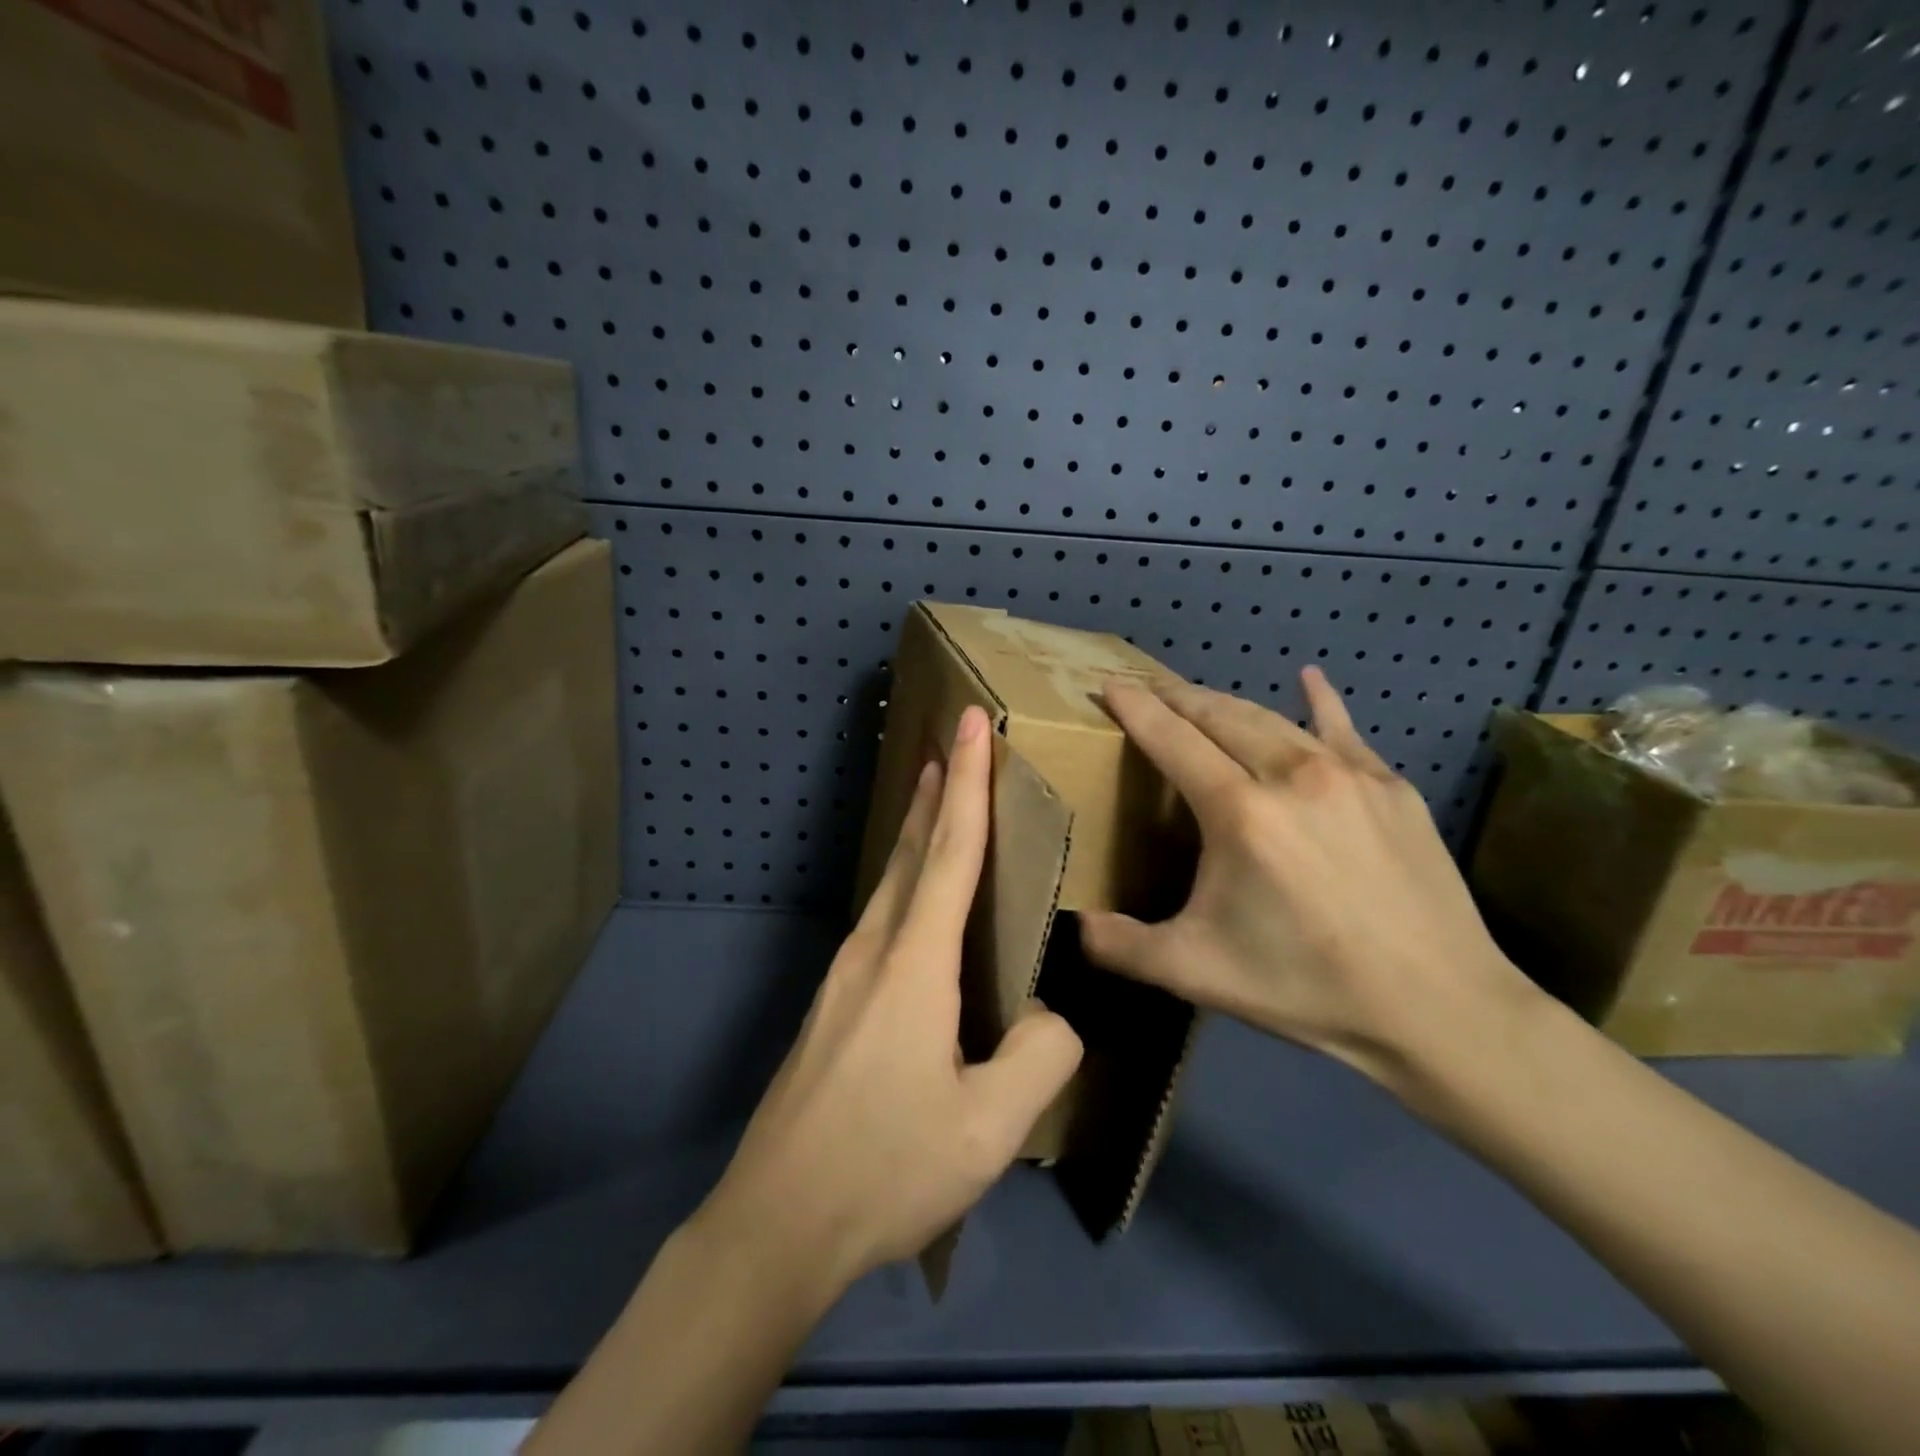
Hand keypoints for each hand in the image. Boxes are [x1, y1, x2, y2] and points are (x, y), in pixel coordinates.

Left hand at [696, 705, 1082, 1295]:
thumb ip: (1040, 1057)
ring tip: (932, 798)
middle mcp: (872, 950)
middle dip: (934, 791)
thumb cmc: (886, 1168)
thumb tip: (1051, 1015)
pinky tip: (911, 900)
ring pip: (888, 882)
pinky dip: (902, 879)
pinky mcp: (832, 1004)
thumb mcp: (989, 1126)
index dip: (965, 782)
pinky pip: (878, 917)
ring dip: (914, 832)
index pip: (949, 851)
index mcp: (913, 963)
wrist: (776, 1222)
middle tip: (950, 741)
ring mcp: (843, 976)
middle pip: (909, 851)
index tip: (970, 723)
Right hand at [1080, 669, 1538, 1093]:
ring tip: (1199, 698)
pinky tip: (1309, 679)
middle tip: (1147, 688)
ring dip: (1226, 704)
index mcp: (1239, 812)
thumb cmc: (1307, 986)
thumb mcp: (1197, 973)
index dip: (1136, 708)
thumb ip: (1122, 946)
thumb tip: (1073, 927)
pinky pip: (1341, 729)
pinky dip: (1317, 701)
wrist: (1440, 1007)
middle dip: (1176, 697)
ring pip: (1270, 718)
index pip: (1172, 739)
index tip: (1111, 683)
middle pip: (1218, 715)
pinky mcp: (1390, 785)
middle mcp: (1291, 775)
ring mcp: (1347, 774)